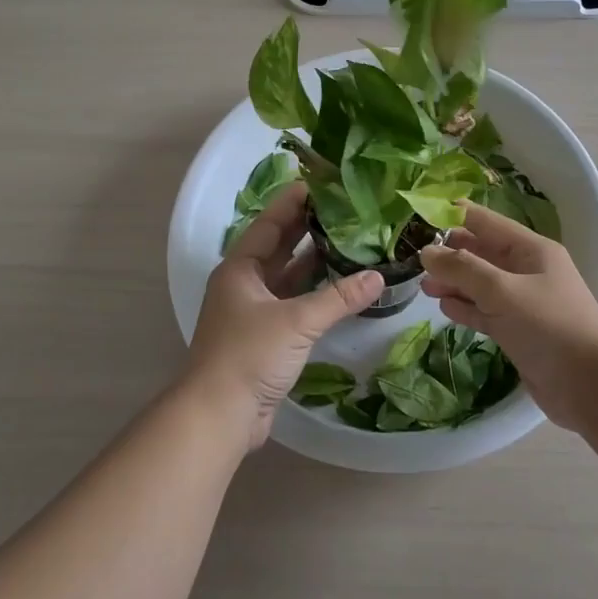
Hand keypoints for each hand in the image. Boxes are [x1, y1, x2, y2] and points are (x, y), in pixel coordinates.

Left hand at [183, 183, 382, 450]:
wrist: (219, 415)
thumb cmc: (249, 355)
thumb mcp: (296, 321)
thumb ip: (338, 298)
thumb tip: (378, 277)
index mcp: (240, 269)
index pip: (270, 223)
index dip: (294, 202)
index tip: (322, 183)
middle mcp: (244, 284)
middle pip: (279, 246)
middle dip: (308, 227)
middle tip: (344, 208)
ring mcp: (253, 311)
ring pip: (287, 276)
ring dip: (314, 260)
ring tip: (349, 239)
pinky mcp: (265, 337)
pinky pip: (293, 303)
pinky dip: (315, 293)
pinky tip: (341, 286)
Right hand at [419, 202, 597, 432]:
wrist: (590, 386)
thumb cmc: (549, 327)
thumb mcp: (502, 291)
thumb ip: (462, 269)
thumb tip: (426, 252)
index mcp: (530, 249)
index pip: (485, 222)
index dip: (452, 216)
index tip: (417, 217)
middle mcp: (526, 270)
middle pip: (480, 252)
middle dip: (449, 253)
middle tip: (413, 258)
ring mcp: (522, 301)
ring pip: (479, 283)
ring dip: (453, 282)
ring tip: (424, 286)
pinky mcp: (517, 330)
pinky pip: (484, 311)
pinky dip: (465, 307)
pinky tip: (445, 307)